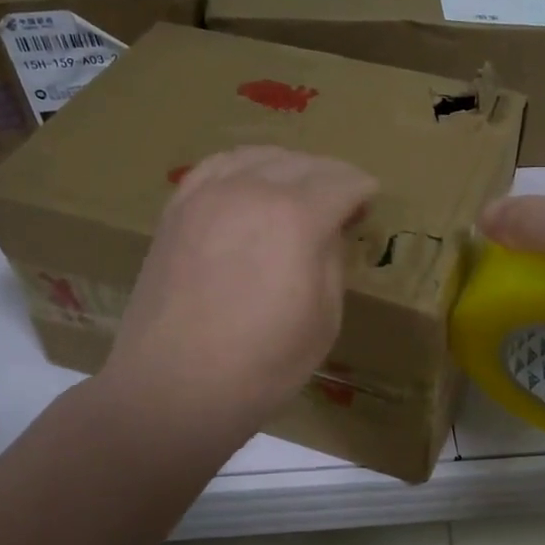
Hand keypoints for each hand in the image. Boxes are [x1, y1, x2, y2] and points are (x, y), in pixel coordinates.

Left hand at [103, 147, 378, 428]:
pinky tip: (249, 183)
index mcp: (296, 218)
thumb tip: (328, 230)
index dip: (362, 190)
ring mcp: (206, 196)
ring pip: (257, 157)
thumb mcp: (324, 319)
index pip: (341, 183)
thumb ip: (332, 261)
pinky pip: (215, 168)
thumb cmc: (262, 365)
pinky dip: (242, 167)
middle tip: (344, 197)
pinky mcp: (176, 211)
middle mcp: (251, 191)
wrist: (173, 388)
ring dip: (288, 166)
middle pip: (302, 164)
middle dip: (330, 175)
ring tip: (300, 186)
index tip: (371, 200)